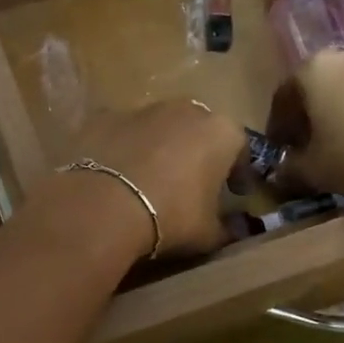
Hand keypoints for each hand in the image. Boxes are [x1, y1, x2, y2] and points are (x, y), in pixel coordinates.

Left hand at [35, 100, 244, 261]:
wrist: (104, 205)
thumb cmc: (171, 217)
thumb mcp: (209, 234)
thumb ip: (227, 229)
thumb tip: (236, 230)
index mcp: (220, 132)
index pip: (239, 147)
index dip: (237, 171)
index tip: (234, 192)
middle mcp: (184, 110)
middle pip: (197, 129)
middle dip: (197, 152)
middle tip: (191, 182)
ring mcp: (141, 109)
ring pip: (158, 126)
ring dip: (159, 146)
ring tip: (150, 179)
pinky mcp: (104, 117)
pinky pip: (122, 133)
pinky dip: (122, 148)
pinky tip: (115, 174)